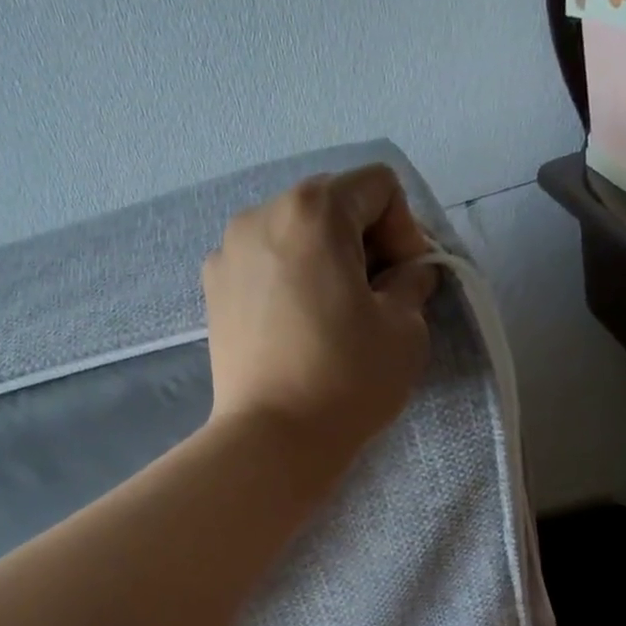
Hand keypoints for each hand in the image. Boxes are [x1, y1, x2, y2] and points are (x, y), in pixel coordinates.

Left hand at [203, 165, 438, 464]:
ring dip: (325, 256)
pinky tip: (298, 322)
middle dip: (365, 239)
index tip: (407, 279)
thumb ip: (413, 279)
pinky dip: (289, 276)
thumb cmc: (346, 377)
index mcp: (312, 210)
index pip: (378, 187)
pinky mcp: (213, 289)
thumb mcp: (405, 326)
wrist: (271, 438)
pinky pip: (263, 262)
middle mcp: (261, 214)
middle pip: (331, 203)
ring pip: (294, 232)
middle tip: (379, 293)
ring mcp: (228, 252)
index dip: (405, 228)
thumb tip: (407, 271)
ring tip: (337, 309)